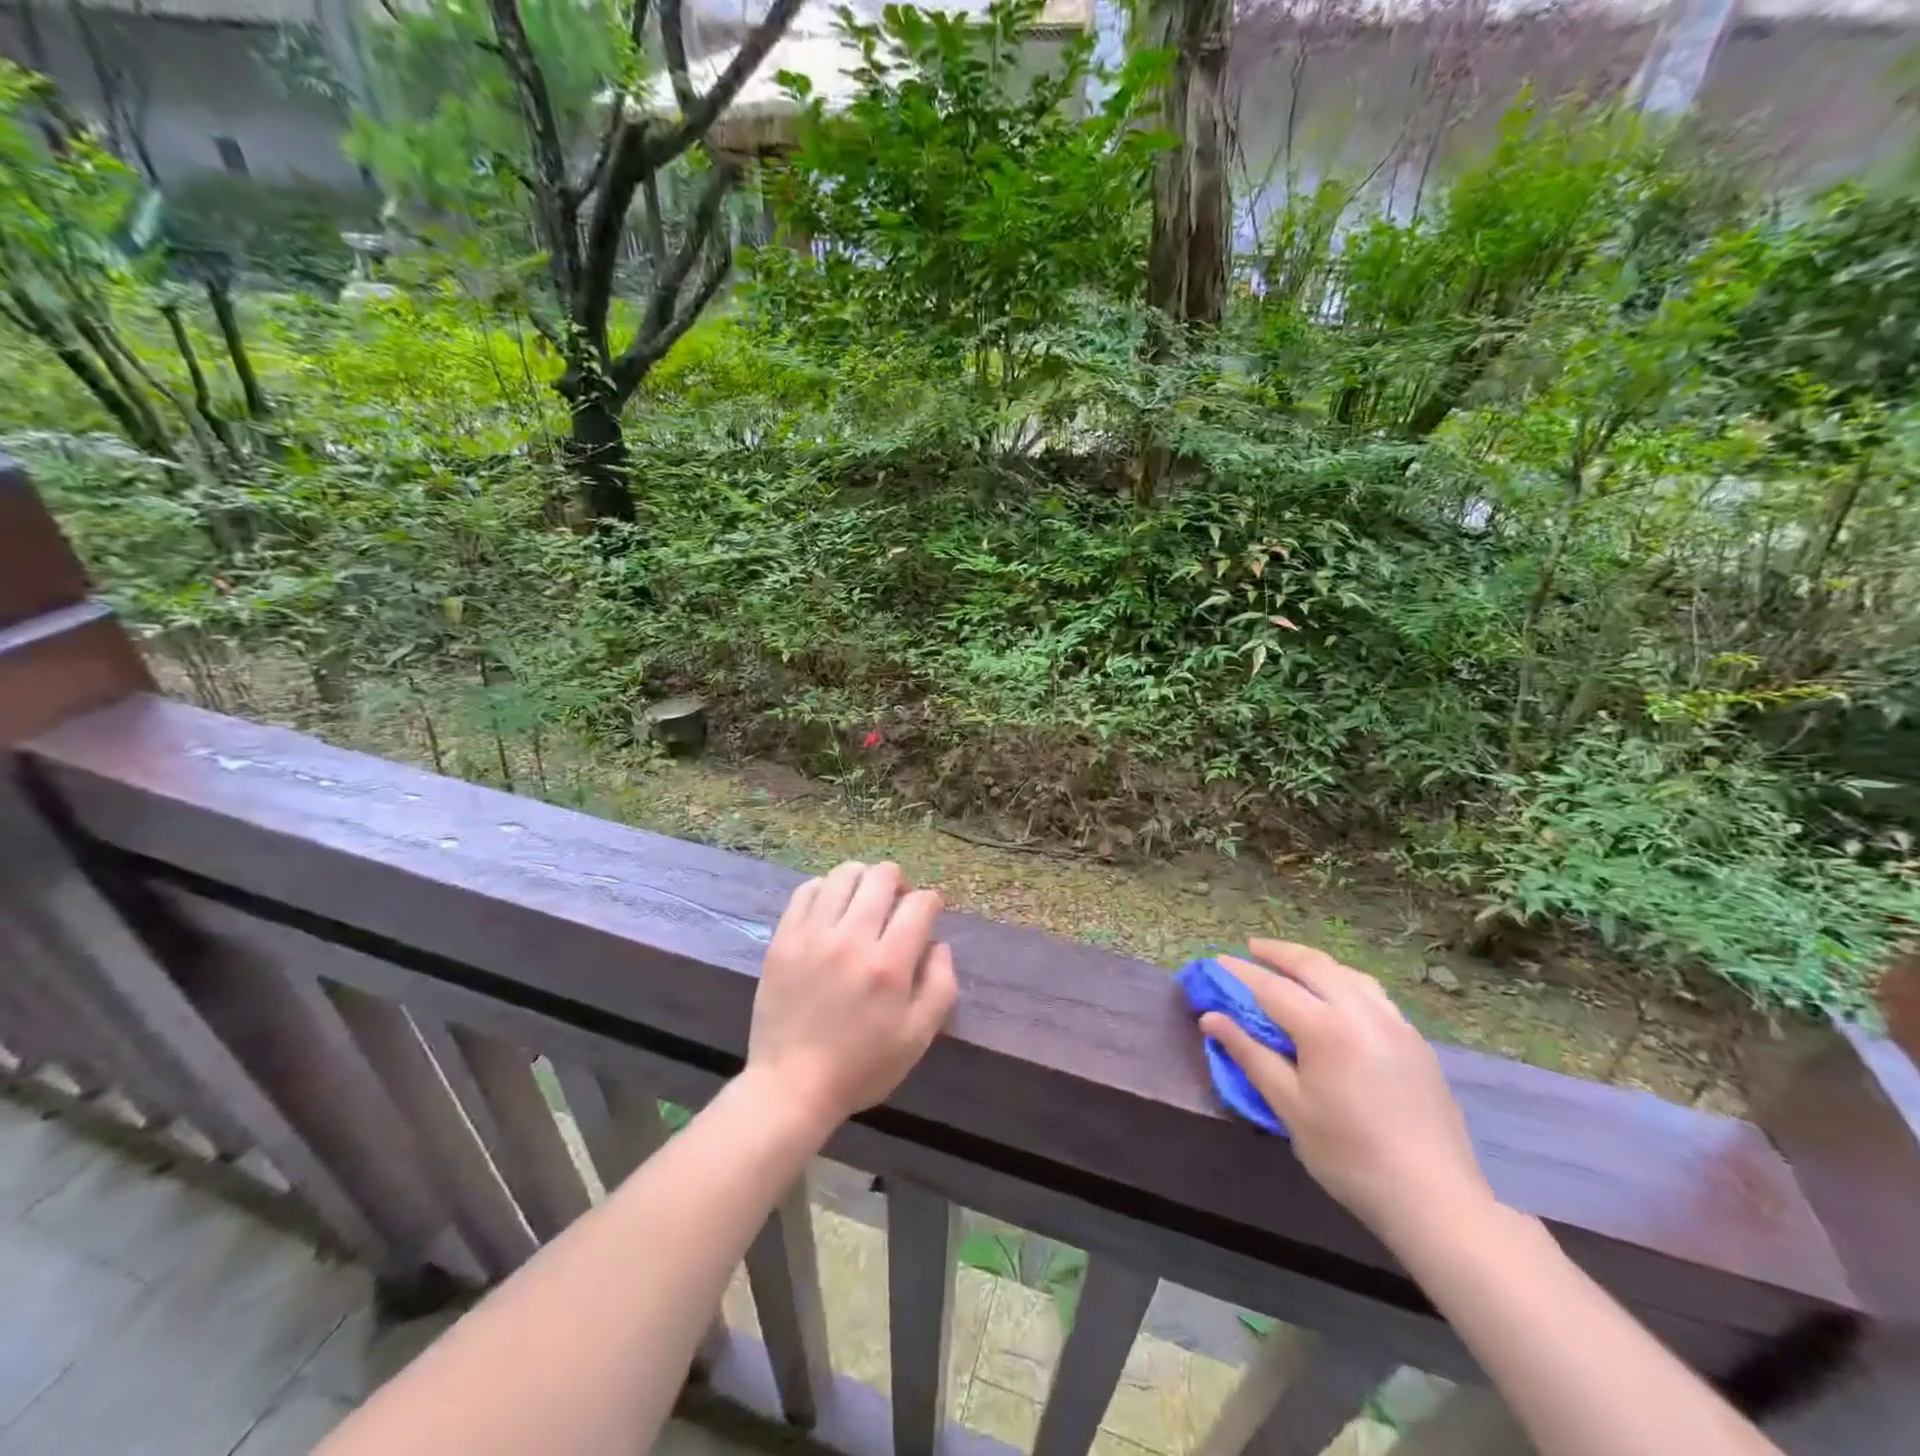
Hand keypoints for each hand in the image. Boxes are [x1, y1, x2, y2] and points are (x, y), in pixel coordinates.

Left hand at [747, 861, 958, 1132]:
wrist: (791, 1086)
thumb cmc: (862, 1066)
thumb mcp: (918, 1037)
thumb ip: (940, 984)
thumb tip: (938, 944)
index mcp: (889, 965)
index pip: (920, 903)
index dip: (932, 902)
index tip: (928, 915)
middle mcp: (851, 939)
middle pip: (882, 876)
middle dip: (900, 883)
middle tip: (897, 906)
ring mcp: (812, 935)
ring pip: (844, 874)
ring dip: (863, 880)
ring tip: (864, 902)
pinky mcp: (783, 938)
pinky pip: (808, 890)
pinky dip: (827, 889)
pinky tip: (832, 909)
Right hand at [1200, 940, 1494, 1245]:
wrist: (1435, 1199)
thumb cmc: (1349, 1155)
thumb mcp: (1289, 1106)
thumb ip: (1250, 1055)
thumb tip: (1211, 1018)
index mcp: (1326, 1028)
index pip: (1272, 987)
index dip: (1241, 973)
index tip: (1217, 962)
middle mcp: (1361, 1012)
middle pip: (1313, 965)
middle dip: (1279, 953)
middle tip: (1252, 948)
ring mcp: (1394, 1023)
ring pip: (1348, 974)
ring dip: (1314, 963)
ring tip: (1292, 964)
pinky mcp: (1415, 1041)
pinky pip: (1372, 993)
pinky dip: (1344, 981)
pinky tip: (1338, 996)